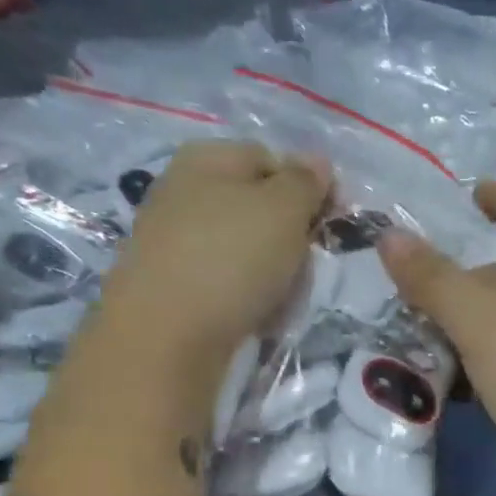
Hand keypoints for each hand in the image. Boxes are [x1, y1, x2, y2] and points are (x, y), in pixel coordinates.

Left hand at [100, 140, 329, 367]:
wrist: (165, 336)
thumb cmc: (231, 260)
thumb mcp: (283, 210)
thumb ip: (305, 182)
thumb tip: (317, 161)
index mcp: (207, 159)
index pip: (272, 160)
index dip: (307, 189)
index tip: (329, 224)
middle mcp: (185, 191)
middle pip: (260, 209)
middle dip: (290, 238)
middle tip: (305, 266)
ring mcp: (175, 240)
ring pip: (246, 250)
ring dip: (274, 273)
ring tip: (281, 300)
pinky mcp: (172, 285)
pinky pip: (226, 283)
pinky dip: (247, 297)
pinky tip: (256, 318)